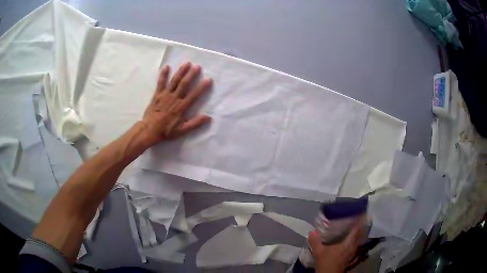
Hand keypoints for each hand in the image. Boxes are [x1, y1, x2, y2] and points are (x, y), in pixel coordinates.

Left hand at [139, 62, 211, 145]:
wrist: (149, 130)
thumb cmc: (166, 131)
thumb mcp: (182, 130)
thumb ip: (195, 123)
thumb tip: (208, 117)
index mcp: (181, 107)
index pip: (194, 95)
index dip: (201, 87)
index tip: (208, 79)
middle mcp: (174, 98)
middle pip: (184, 84)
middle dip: (191, 74)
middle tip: (197, 66)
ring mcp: (165, 95)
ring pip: (174, 81)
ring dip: (180, 71)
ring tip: (187, 63)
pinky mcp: (157, 94)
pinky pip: (160, 83)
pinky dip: (163, 74)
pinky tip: (166, 67)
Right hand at [308, 223, 365, 272]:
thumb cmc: (327, 262)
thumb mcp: (319, 252)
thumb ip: (315, 241)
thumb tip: (312, 232)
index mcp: (347, 243)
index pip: (356, 230)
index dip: (359, 222)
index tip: (361, 214)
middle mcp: (352, 247)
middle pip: (360, 235)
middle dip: (360, 227)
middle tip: (357, 220)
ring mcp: (352, 253)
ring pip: (358, 241)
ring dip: (358, 235)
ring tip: (354, 229)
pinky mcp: (350, 257)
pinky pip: (355, 246)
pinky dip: (354, 241)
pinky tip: (348, 242)